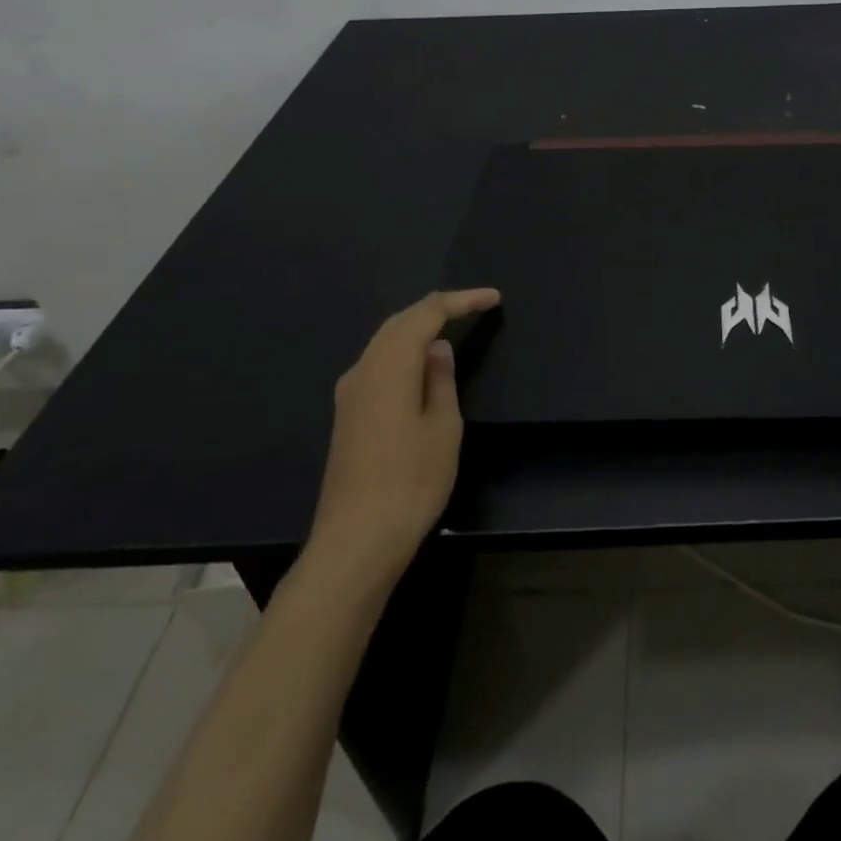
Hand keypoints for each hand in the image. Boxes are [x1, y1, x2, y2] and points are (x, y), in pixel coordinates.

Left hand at [307, 288, 500, 574]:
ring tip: (452, 324)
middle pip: (399, 322)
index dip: (461, 301)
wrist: (356, 541)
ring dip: (417, 327)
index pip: (426, 314)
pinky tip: (420, 360)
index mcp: (390, 367)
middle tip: (474, 306)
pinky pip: (378, 362)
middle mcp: (363, 370)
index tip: (493, 299)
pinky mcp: (347, 414)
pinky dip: (403, 349)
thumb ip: (440, 380)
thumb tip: (437, 348)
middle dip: (437, 307)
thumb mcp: (443, 428)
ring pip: (384, 341)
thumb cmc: (411, 483)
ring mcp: (350, 393)